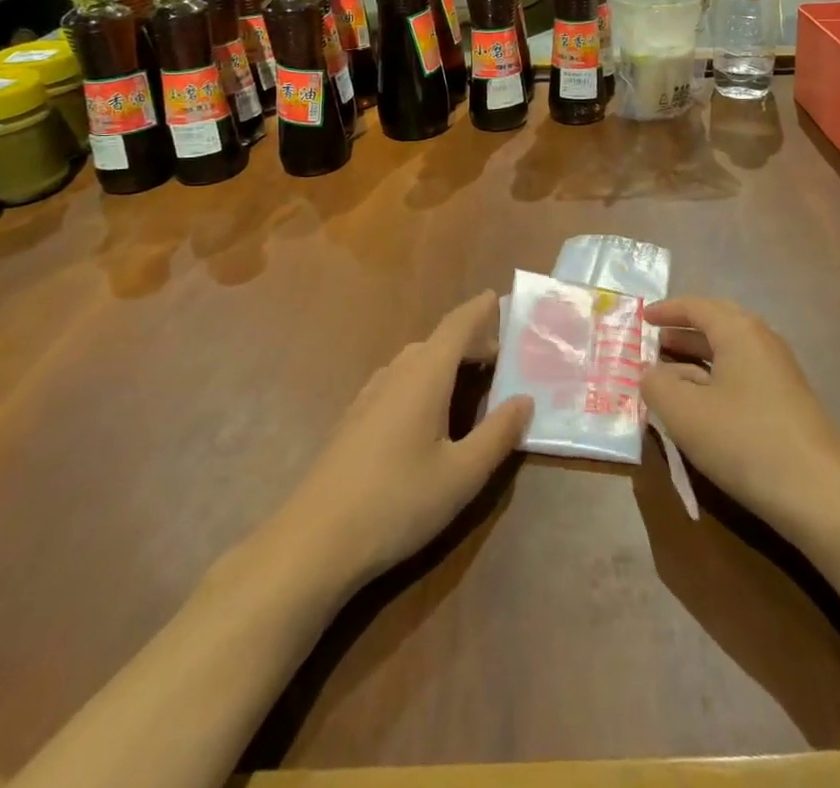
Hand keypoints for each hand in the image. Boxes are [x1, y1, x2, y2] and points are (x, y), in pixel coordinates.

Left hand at [269, 290, 532, 591]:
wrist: (313, 541)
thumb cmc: (397, 502)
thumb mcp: (461, 475)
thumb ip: (498, 434)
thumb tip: (526, 399)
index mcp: (425, 374)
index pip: (457, 325)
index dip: (480, 309)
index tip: (500, 297)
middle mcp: (397, 372)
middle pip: (438, 342)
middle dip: (470, 342)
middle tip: (502, 358)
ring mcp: (370, 395)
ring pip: (416, 362)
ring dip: (446, 362)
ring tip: (471, 382)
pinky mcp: (355, 419)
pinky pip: (398, 381)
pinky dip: (424, 381)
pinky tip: (429, 415)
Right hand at [642, 297, 839, 545]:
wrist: (822, 495)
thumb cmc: (745, 441)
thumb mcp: (685, 413)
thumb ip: (656, 386)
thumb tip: (649, 372)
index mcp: (739, 331)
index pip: (697, 306)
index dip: (667, 311)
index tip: (642, 318)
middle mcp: (763, 341)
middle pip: (717, 325)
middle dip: (682, 333)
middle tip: (653, 345)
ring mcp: (780, 373)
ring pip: (730, 354)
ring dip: (697, 360)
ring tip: (668, 377)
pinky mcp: (789, 404)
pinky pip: (743, 377)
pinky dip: (715, 381)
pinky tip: (702, 409)